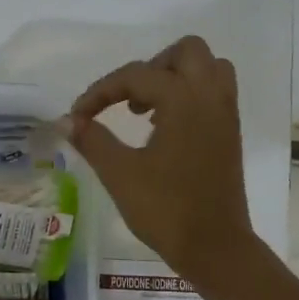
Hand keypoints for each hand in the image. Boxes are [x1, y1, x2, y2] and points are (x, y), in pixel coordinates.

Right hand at [64, 35, 257, 285]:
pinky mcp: (230, 134)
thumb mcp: (120, 174)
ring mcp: (225, 115)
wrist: (215, 247)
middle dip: (150, 67)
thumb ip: (93, 140)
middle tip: (126, 99)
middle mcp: (210, 97)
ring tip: (147, 109)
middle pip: (186, 52)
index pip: (136, 75)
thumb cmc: (166, 210)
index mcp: (184, 101)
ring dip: (174, 77)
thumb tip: (68, 121)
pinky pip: (214, 92)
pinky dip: (189, 95)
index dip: (101, 91)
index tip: (78, 116)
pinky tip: (164, 127)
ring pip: (207, 68)